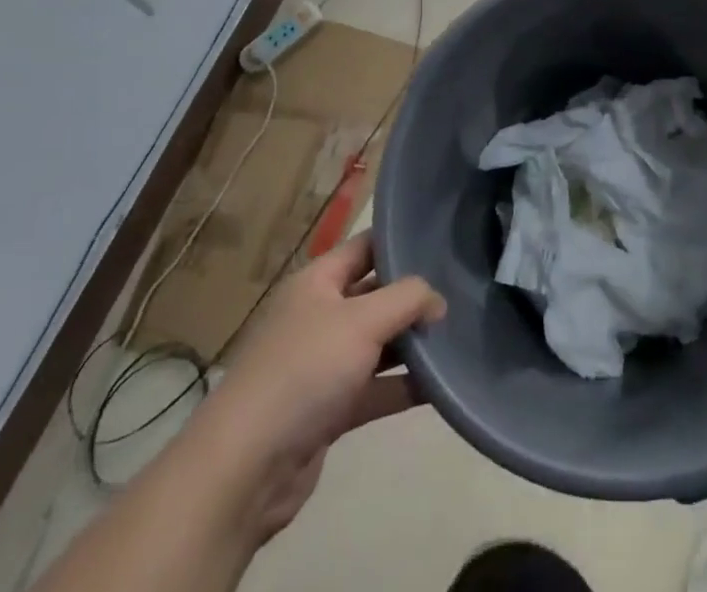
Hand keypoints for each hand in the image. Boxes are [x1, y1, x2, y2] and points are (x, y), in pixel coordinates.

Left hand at [185, 234, 444, 543]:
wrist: (245, 468)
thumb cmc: (304, 371)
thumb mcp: (363, 320)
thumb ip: (408, 299)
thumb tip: (438, 300)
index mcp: (316, 282)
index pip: (365, 246)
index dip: (400, 240)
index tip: (443, 239)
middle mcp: (318, 316)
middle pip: (375, 295)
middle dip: (413, 295)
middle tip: (461, 289)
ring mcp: (322, 365)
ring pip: (377, 343)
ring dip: (412, 343)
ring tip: (458, 334)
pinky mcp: (328, 410)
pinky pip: (374, 388)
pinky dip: (403, 386)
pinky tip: (441, 385)